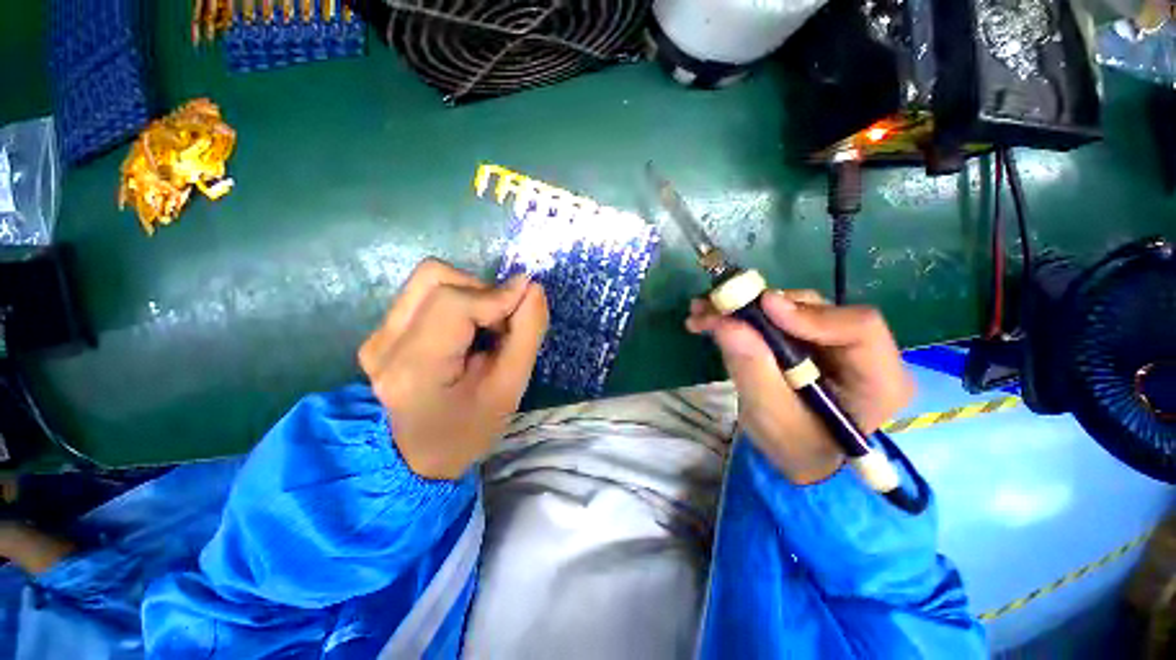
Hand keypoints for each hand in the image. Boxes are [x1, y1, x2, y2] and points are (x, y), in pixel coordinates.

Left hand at [359, 259, 547, 479]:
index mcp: (414, 368)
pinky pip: (424, 295)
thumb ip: (526, 334)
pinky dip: (457, 303)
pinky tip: (466, 334)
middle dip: (481, 291)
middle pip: (435, 277)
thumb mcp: (509, 389)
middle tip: (502, 323)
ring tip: (485, 329)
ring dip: (470, 295)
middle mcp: (384, 343)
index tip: (526, 301)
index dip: (496, 295)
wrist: (418, 457)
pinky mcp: (381, 332)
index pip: (453, 302)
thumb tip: (531, 287)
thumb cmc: (469, 430)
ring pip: (429, 280)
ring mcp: (377, 335)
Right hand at [686, 290, 912, 483]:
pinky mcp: (805, 337)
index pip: (858, 328)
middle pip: (814, 310)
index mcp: (878, 378)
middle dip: (759, 307)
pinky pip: (773, 317)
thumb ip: (753, 370)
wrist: (801, 459)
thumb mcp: (773, 417)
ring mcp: (830, 338)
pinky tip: (710, 318)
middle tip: (713, 308)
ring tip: (702, 313)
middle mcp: (859, 348)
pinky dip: (740, 316)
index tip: (761, 307)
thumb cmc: (796, 449)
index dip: (808, 314)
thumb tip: (726, 323)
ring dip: (742, 308)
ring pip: (789, 308)